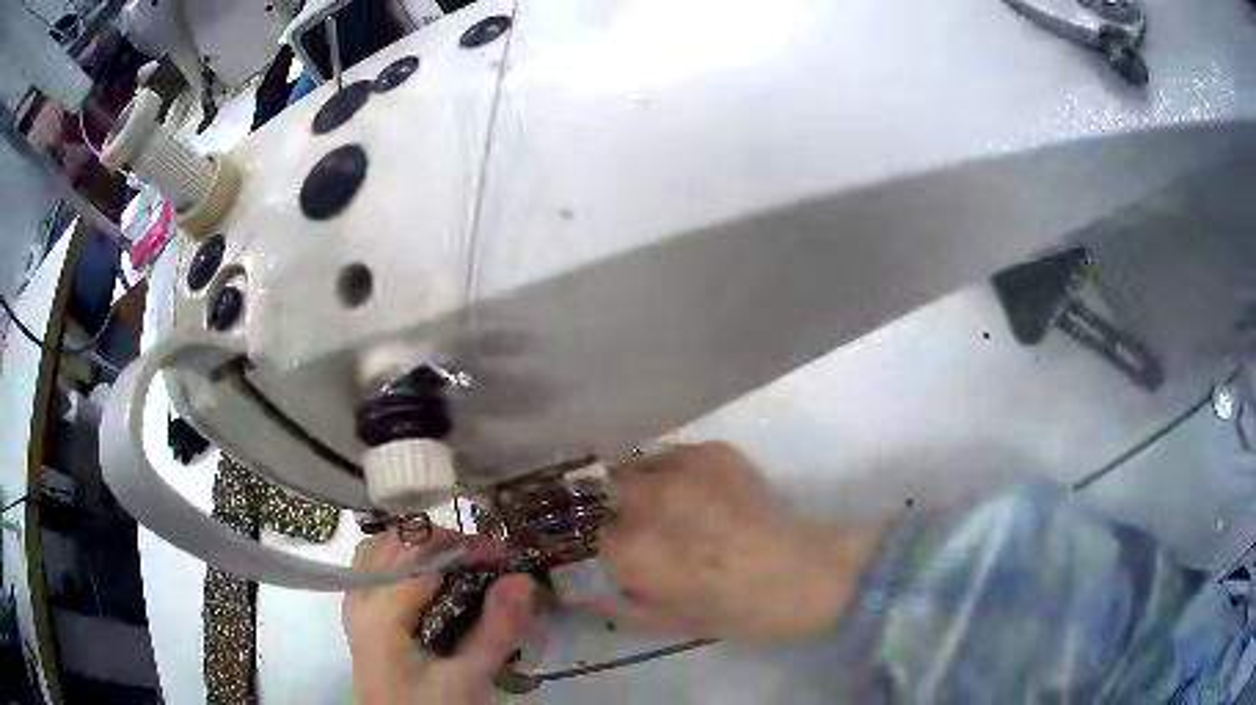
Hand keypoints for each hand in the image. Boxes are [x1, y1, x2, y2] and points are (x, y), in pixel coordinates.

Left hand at [343, 529, 535, 704]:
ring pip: (382, 548)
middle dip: (447, 543)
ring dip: (421, 546)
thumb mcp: (469, 678)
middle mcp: (359, 595)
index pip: (423, 553)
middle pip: (399, 542)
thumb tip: (521, 579)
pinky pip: (374, 565)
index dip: (467, 547)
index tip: (507, 557)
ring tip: (460, 564)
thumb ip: (496, 630)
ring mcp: (354, 602)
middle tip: (489, 562)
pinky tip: (427, 577)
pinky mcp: (358, 613)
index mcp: (381, 610)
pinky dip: (402, 558)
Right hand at [597, 442, 885, 640]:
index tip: (622, 553)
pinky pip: (674, 454)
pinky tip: (695, 491)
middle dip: (616, 509)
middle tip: (641, 526)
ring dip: (639, 485)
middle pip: (606, 490)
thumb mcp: (672, 623)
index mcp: (638, 551)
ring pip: (636, 465)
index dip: (609, 547)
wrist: (809, 575)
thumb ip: (621, 606)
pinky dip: (673, 471)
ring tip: (665, 505)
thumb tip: (587, 591)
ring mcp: (684, 470)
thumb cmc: (740, 612)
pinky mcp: (715, 452)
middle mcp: (652, 501)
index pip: (594, 536)